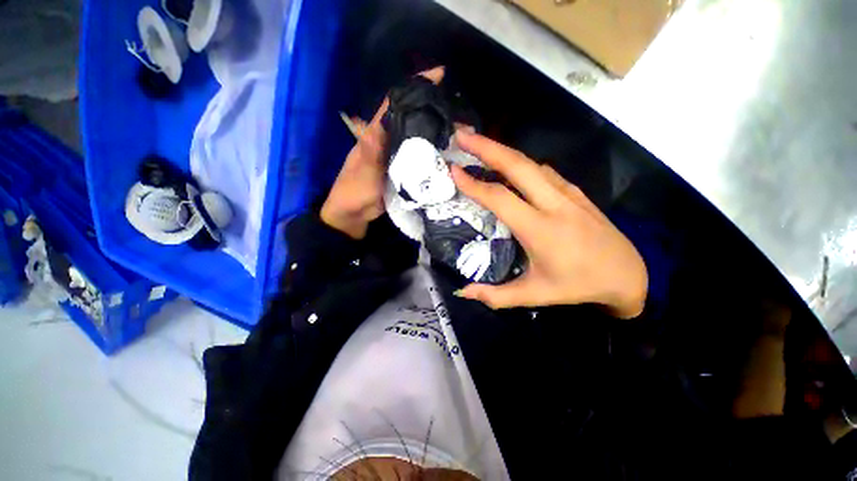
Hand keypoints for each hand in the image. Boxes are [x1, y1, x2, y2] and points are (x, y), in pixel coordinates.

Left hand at [320, 67, 445, 238]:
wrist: (354, 214)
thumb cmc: (354, 191)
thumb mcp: (362, 172)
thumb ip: (369, 152)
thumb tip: (375, 126)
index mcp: (377, 133)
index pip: (395, 103)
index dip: (414, 87)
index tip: (439, 76)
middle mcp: (389, 140)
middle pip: (412, 119)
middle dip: (433, 111)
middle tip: (459, 113)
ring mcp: (398, 156)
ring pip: (418, 139)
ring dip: (437, 134)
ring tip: (461, 134)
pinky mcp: (404, 171)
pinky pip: (421, 159)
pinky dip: (434, 155)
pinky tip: (448, 156)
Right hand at [450, 131, 647, 318]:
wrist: (628, 275)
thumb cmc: (577, 285)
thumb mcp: (534, 295)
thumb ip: (495, 296)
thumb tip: (463, 292)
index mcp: (539, 229)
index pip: (499, 198)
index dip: (473, 183)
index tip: (453, 170)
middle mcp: (553, 204)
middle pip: (516, 165)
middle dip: (486, 147)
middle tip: (461, 136)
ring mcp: (567, 194)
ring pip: (530, 163)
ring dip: (502, 150)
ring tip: (479, 144)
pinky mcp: (575, 192)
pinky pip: (543, 171)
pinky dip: (521, 163)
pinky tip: (510, 165)